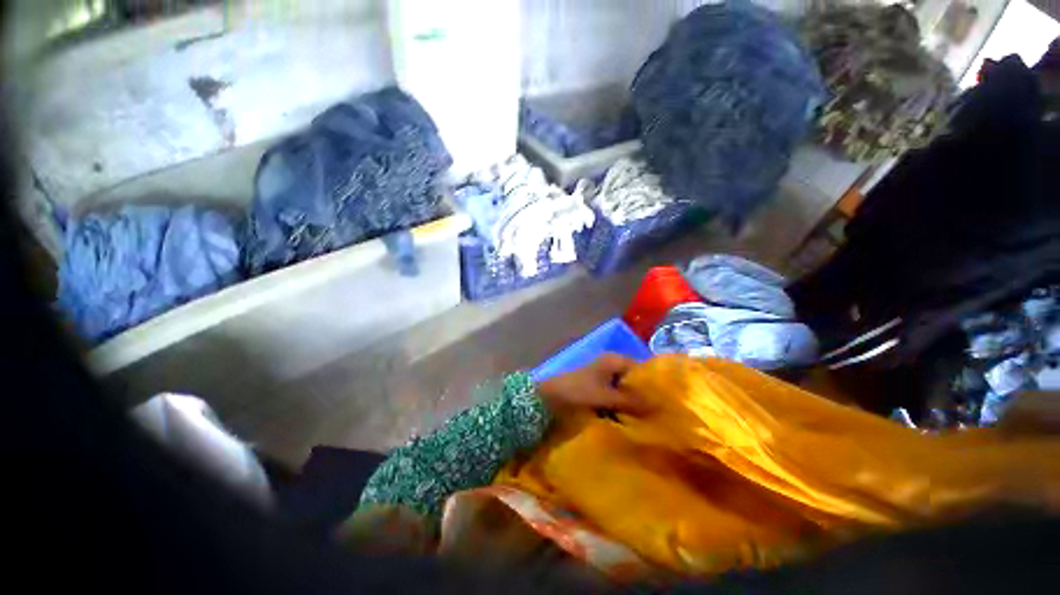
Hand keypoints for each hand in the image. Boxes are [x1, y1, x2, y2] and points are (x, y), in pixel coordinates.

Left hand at [537, 354, 652, 415]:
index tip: (667, 402)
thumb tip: (659, 406)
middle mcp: (610, 364)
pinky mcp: (596, 387)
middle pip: (634, 379)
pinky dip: (622, 404)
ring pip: (625, 388)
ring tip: (649, 419)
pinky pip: (615, 395)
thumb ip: (631, 400)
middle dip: (644, 395)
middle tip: (660, 414)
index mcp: (614, 360)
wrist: (549, 397)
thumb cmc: (578, 391)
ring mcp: (603, 376)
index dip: (654, 384)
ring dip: (633, 402)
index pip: (642, 369)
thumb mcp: (606, 396)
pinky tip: (630, 418)